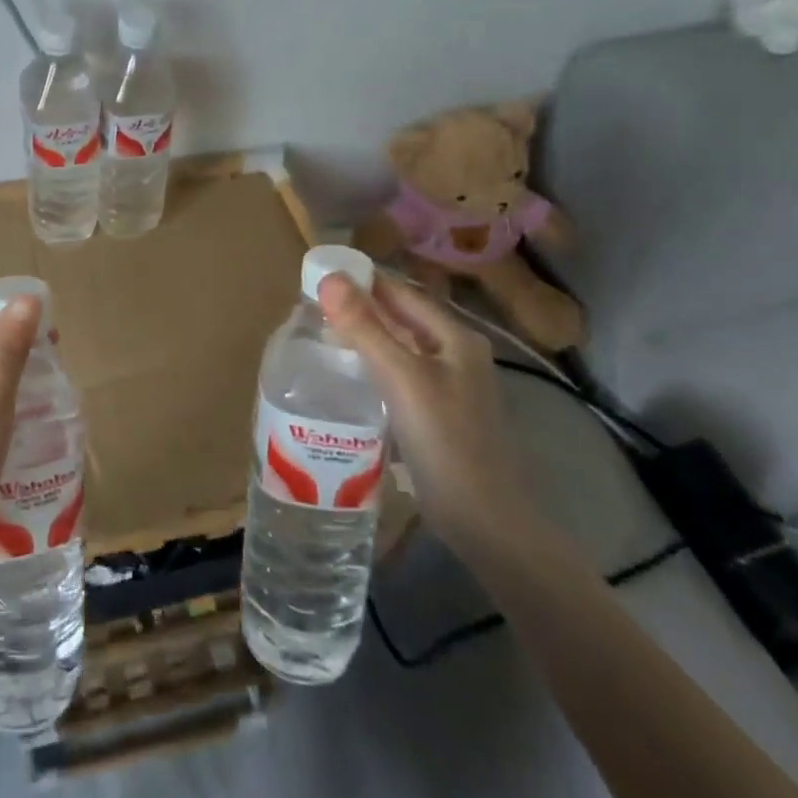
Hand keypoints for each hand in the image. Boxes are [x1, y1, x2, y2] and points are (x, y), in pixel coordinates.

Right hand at [317, 272, 545, 555]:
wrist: (485, 521)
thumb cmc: (445, 441)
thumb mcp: (401, 378)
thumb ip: (365, 328)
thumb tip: (329, 278)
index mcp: (455, 337)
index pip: (402, 292)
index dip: (363, 281)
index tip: (319, 275)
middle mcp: (455, 354)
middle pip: (401, 318)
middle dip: (360, 308)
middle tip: (312, 306)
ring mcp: (448, 386)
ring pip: (399, 347)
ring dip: (364, 337)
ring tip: (321, 335)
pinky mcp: (437, 413)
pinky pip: (399, 375)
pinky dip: (372, 366)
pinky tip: (346, 376)